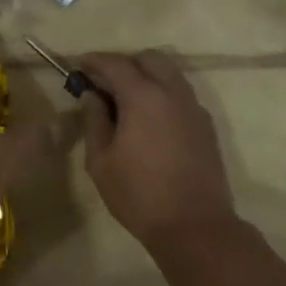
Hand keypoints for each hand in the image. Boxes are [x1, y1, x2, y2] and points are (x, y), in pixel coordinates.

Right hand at [79, 50, 238, 253]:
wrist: (195, 226)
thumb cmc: (139, 195)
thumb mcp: (101, 161)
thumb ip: (94, 121)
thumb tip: (93, 96)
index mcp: (144, 97)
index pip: (116, 64)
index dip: (94, 61)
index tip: (79, 65)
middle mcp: (173, 93)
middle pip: (149, 59)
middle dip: (124, 64)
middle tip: (104, 83)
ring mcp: (194, 108)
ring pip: (170, 74)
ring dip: (146, 76)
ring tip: (126, 100)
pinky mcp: (206, 126)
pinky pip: (181, 95)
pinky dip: (163, 94)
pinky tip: (149, 119)